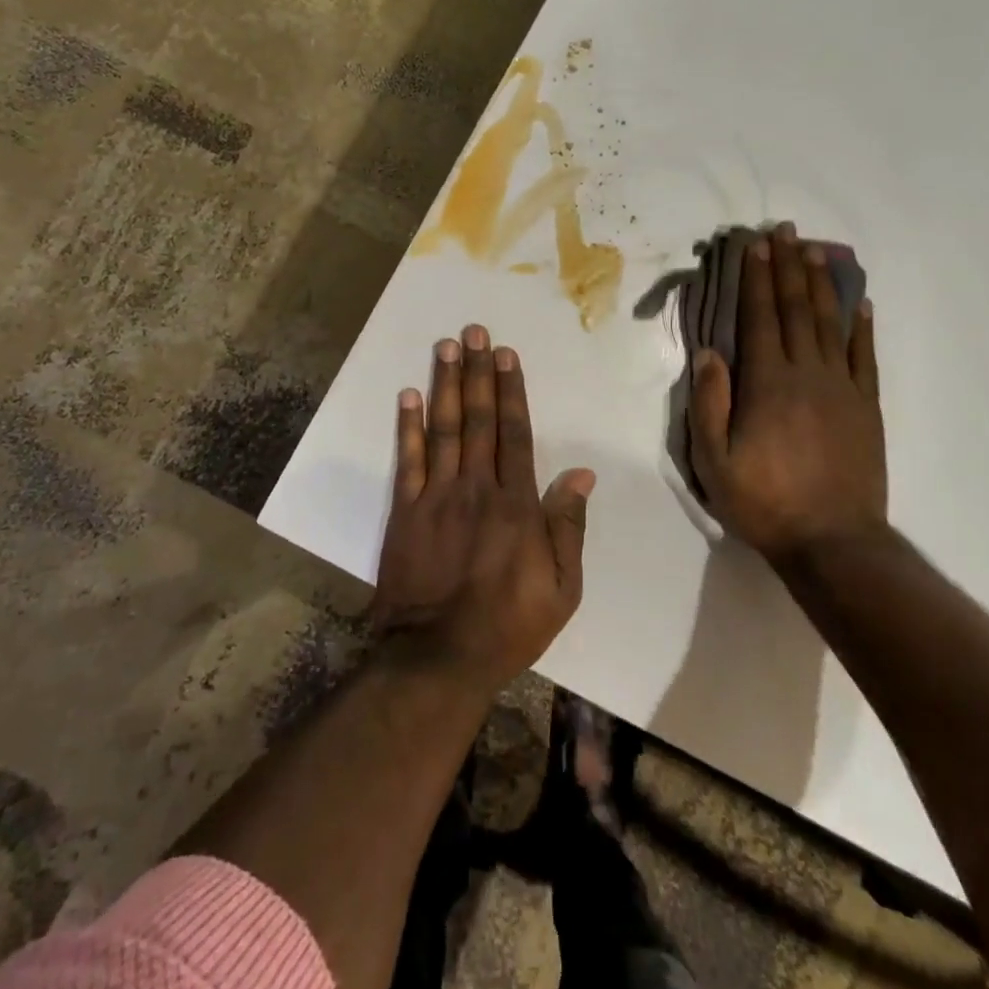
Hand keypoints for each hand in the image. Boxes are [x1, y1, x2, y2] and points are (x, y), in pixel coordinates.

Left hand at [372, 325, 592, 697]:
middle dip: (478, 372)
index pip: (515, 433)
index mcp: (517, 505)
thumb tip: (582, 474)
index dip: (511, 390)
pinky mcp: (405, 513)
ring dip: (445, 385)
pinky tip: (408, 396)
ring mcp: (437, 497)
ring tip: (445, 347)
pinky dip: (408, 427)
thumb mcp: (562, 588)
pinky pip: (408, 461)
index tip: (507, 355)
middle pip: (478, 419)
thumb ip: (569, 527)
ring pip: (444, 429)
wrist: (439, 657)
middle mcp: (477, 488)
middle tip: (474, 331)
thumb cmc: (509, 624)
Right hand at [689, 223, 887, 564]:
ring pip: (830, 324)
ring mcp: (842, 388)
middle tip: (785, 230)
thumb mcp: (715, 461)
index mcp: (767, 384)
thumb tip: (709, 352)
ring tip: (816, 250)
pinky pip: (865, 357)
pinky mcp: (867, 407)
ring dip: (821, 284)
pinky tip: (861, 303)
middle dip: (787, 266)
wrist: (834, 542)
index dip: (756, 279)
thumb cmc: (764, 502)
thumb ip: (710, 403)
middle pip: (796, 309)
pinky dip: (862, 326)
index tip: (754, 245)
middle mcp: (807, 374)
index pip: (760, 318)